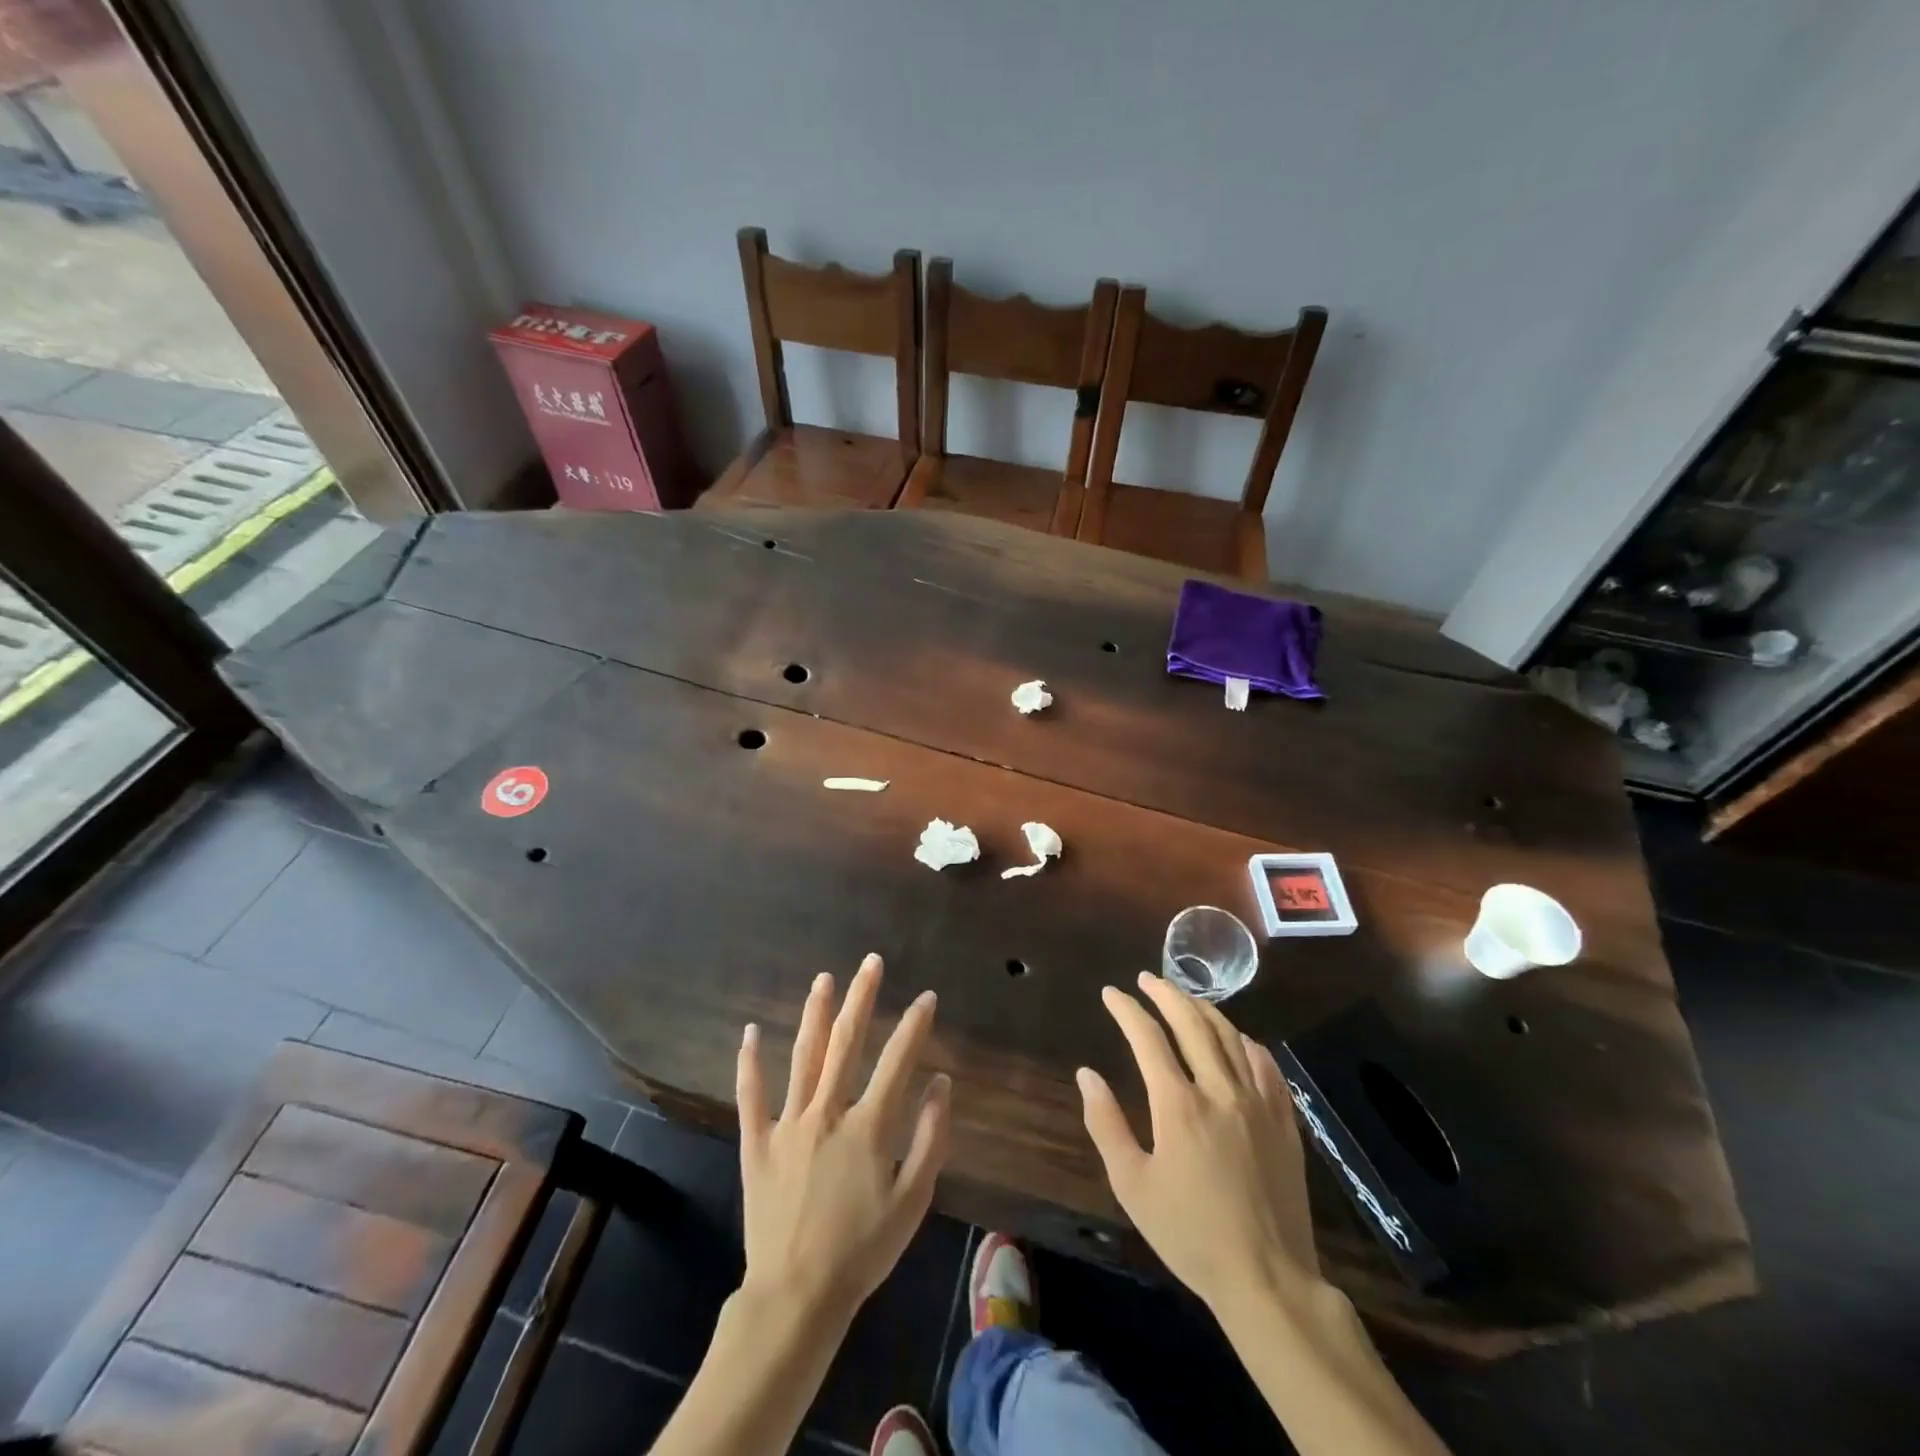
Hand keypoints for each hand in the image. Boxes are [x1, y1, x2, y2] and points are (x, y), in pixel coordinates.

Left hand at [735, 953, 950, 1324]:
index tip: (926, 997)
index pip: (897, 1061)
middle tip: (870, 963)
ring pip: (804, 1057)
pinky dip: (749, 1062)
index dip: (914, 1026)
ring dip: (815, 1014)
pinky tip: (749, 1032)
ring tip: (823, 980)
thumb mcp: (913, 1200)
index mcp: (868, 1126)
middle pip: (846, 1044)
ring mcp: (788, 1124)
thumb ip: (930, 1137)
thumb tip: (941, 1082)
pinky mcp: (757, 1144)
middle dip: (861, 998)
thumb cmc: (863, 1249)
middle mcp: (827, 1112)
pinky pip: (751, 1096)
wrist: (797, 1295)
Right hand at [1077, 972, 1318, 1316]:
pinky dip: (1247, 1043)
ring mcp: (1258, 1103)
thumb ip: (1106, 1124)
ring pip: (1230, 1037)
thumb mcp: (1132, 1185)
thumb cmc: (1189, 1233)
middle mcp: (1220, 1090)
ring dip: (1203, 1009)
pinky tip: (1238, 1038)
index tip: (1111, 993)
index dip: (1126, 1009)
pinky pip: (1267, 1066)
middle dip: (1165, 994)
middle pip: (1192, 1024)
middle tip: (1146, 979)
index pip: (1147, 1037)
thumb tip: (1087, 1074)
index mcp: (1178, 1105)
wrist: (1268, 1279)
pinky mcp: (1284, 1121)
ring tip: (1184, 997)